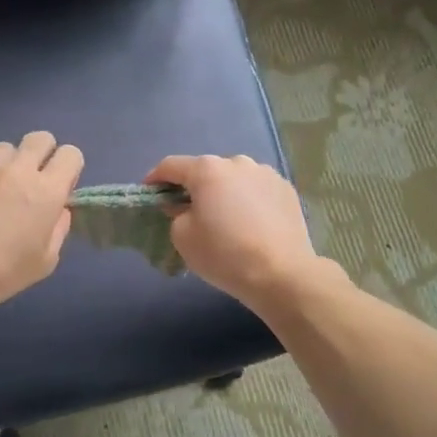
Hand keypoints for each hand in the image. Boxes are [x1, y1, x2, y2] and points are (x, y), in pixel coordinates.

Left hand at [0, 132, 84, 319]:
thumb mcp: (44, 262)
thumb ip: (58, 228)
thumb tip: (58, 209)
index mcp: (46, 192)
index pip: (71, 154)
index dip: (68, 168)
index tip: (58, 186)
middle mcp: (17, 169)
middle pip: (40, 138)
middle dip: (40, 155)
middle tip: (28, 182)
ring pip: (3, 150)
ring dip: (3, 167)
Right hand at [147, 154, 326, 309]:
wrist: (281, 274)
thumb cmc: (224, 254)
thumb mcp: (183, 237)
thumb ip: (175, 214)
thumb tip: (183, 206)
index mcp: (207, 170)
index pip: (171, 166)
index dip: (155, 179)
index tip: (150, 194)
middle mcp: (237, 162)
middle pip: (206, 171)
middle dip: (194, 187)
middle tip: (189, 212)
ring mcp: (266, 173)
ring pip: (234, 179)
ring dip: (224, 192)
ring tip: (224, 218)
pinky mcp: (286, 189)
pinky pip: (257, 190)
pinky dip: (248, 200)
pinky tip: (250, 224)